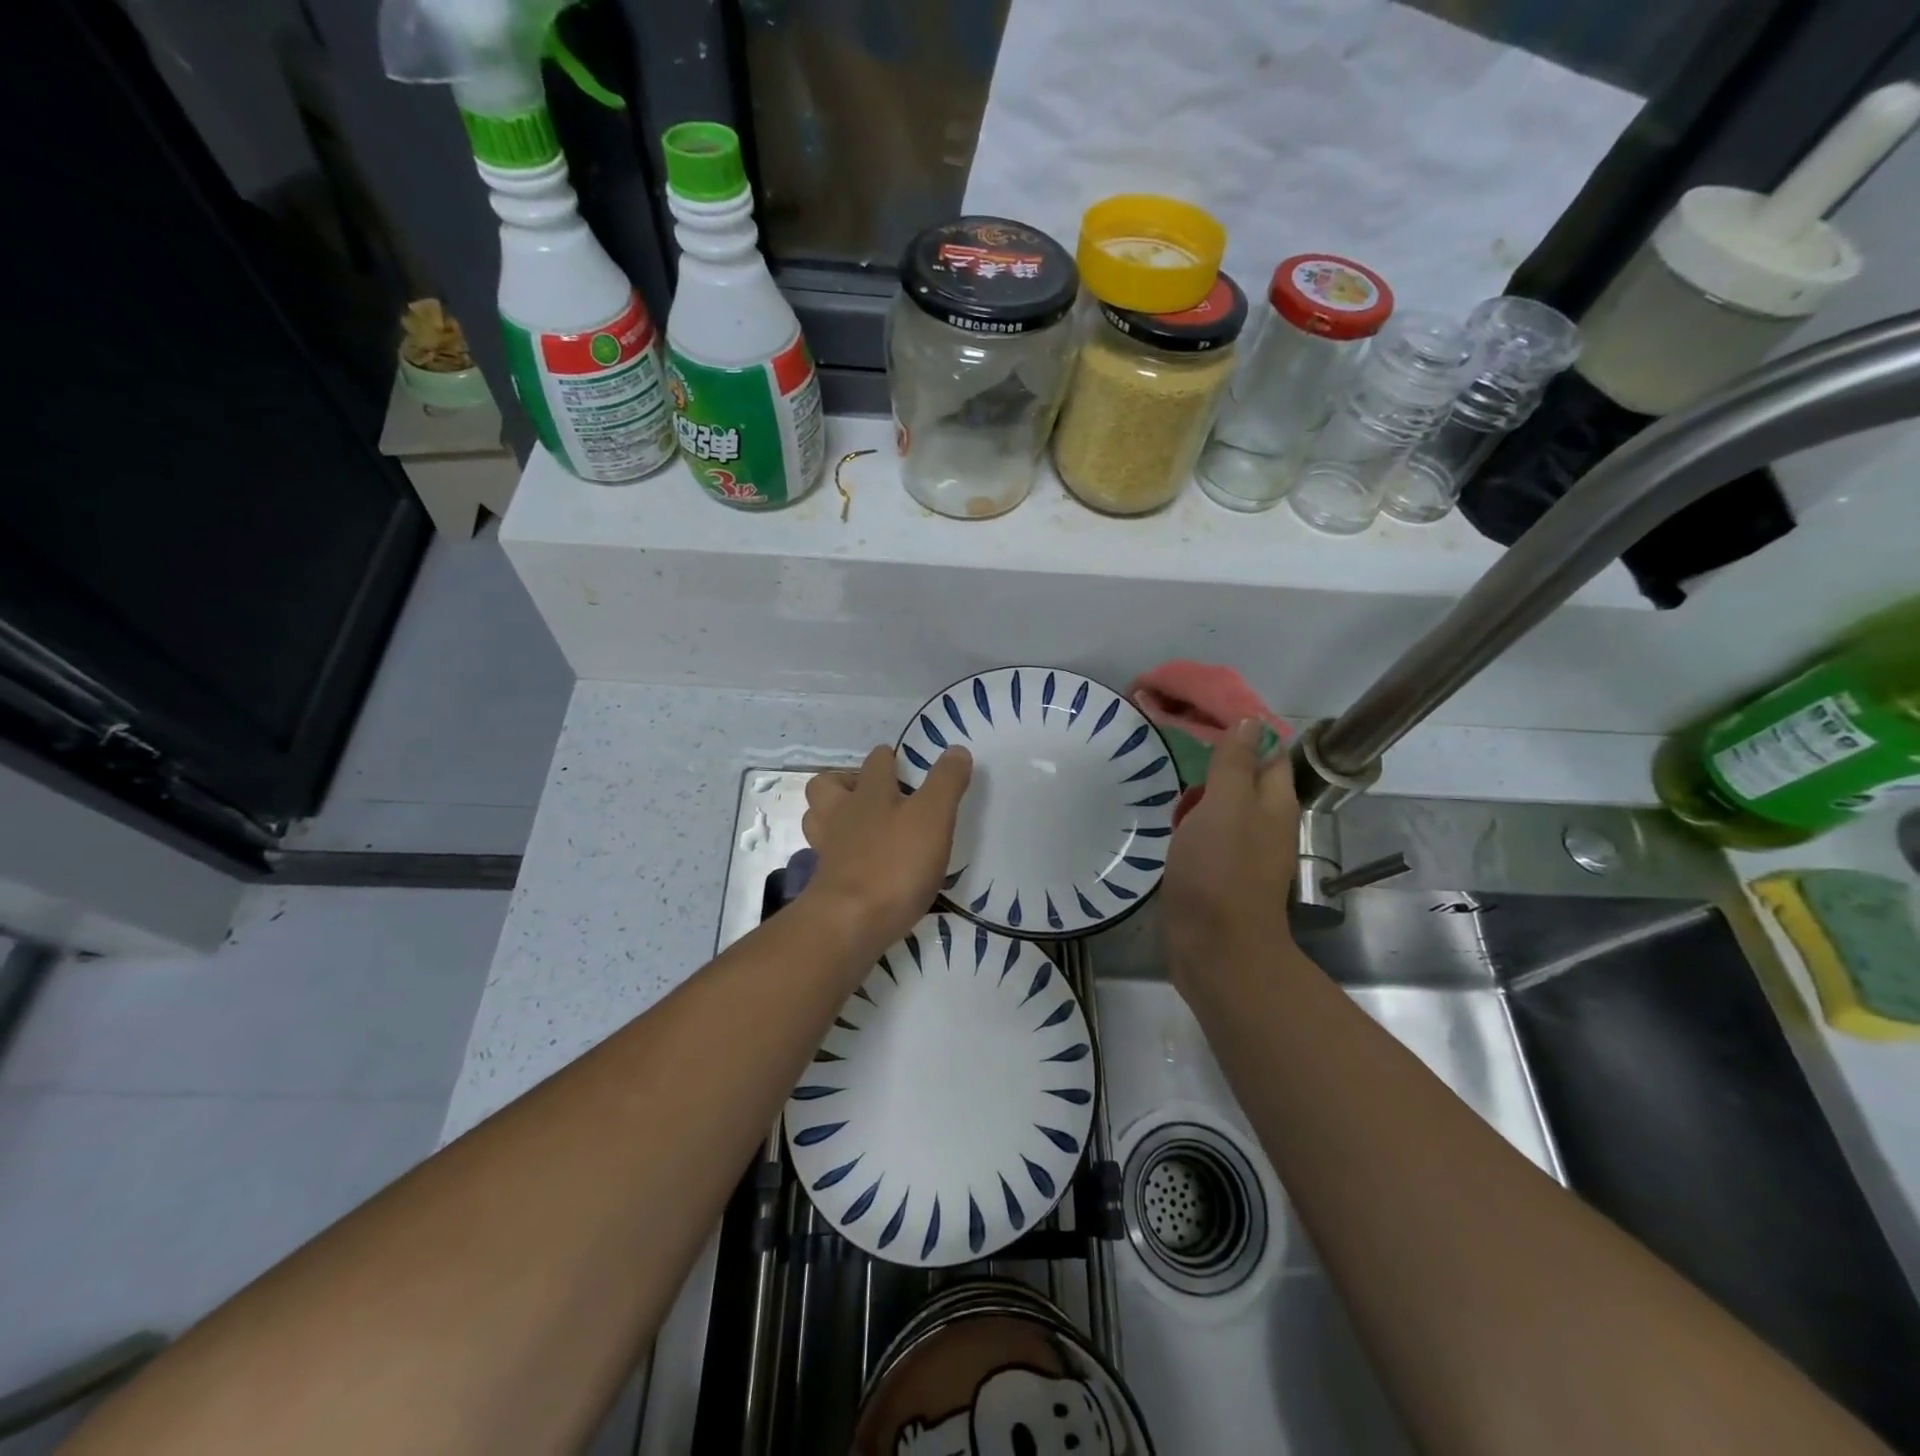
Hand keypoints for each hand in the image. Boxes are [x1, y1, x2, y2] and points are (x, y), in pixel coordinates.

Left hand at [801, 744, 972, 958]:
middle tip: (872, 794)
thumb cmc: (895, 863)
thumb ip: (945, 782)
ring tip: (862, 826)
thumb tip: (957, 750)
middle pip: (827, 785)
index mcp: (868, 793)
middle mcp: (841, 814)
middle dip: (846, 783)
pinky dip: (840, 855)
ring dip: (835, 817)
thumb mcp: (933, 817)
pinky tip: (860, 865)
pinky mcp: (825, 882)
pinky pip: (827, 857)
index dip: (888, 758)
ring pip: (818, 819)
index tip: (902, 762)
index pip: (876, 762)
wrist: (850, 923)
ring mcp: (828, 849)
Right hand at [1162, 720, 1297, 996]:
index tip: (1201, 712)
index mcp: (1275, 802)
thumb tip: (1249, 722)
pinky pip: (1207, 832)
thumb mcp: (1226, 805)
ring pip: (1223, 805)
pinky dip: (1190, 819)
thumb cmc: (1220, 870)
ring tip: (1165, 777)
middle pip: (1245, 776)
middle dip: (1215, 758)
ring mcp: (1242, 849)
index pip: (1267, 749)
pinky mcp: (1219, 871)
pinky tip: (1168, 819)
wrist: (1215, 948)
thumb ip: (1235, 763)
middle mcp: (1265, 822)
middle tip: (1174, 742)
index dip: (1242, 727)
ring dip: (1199, 789)